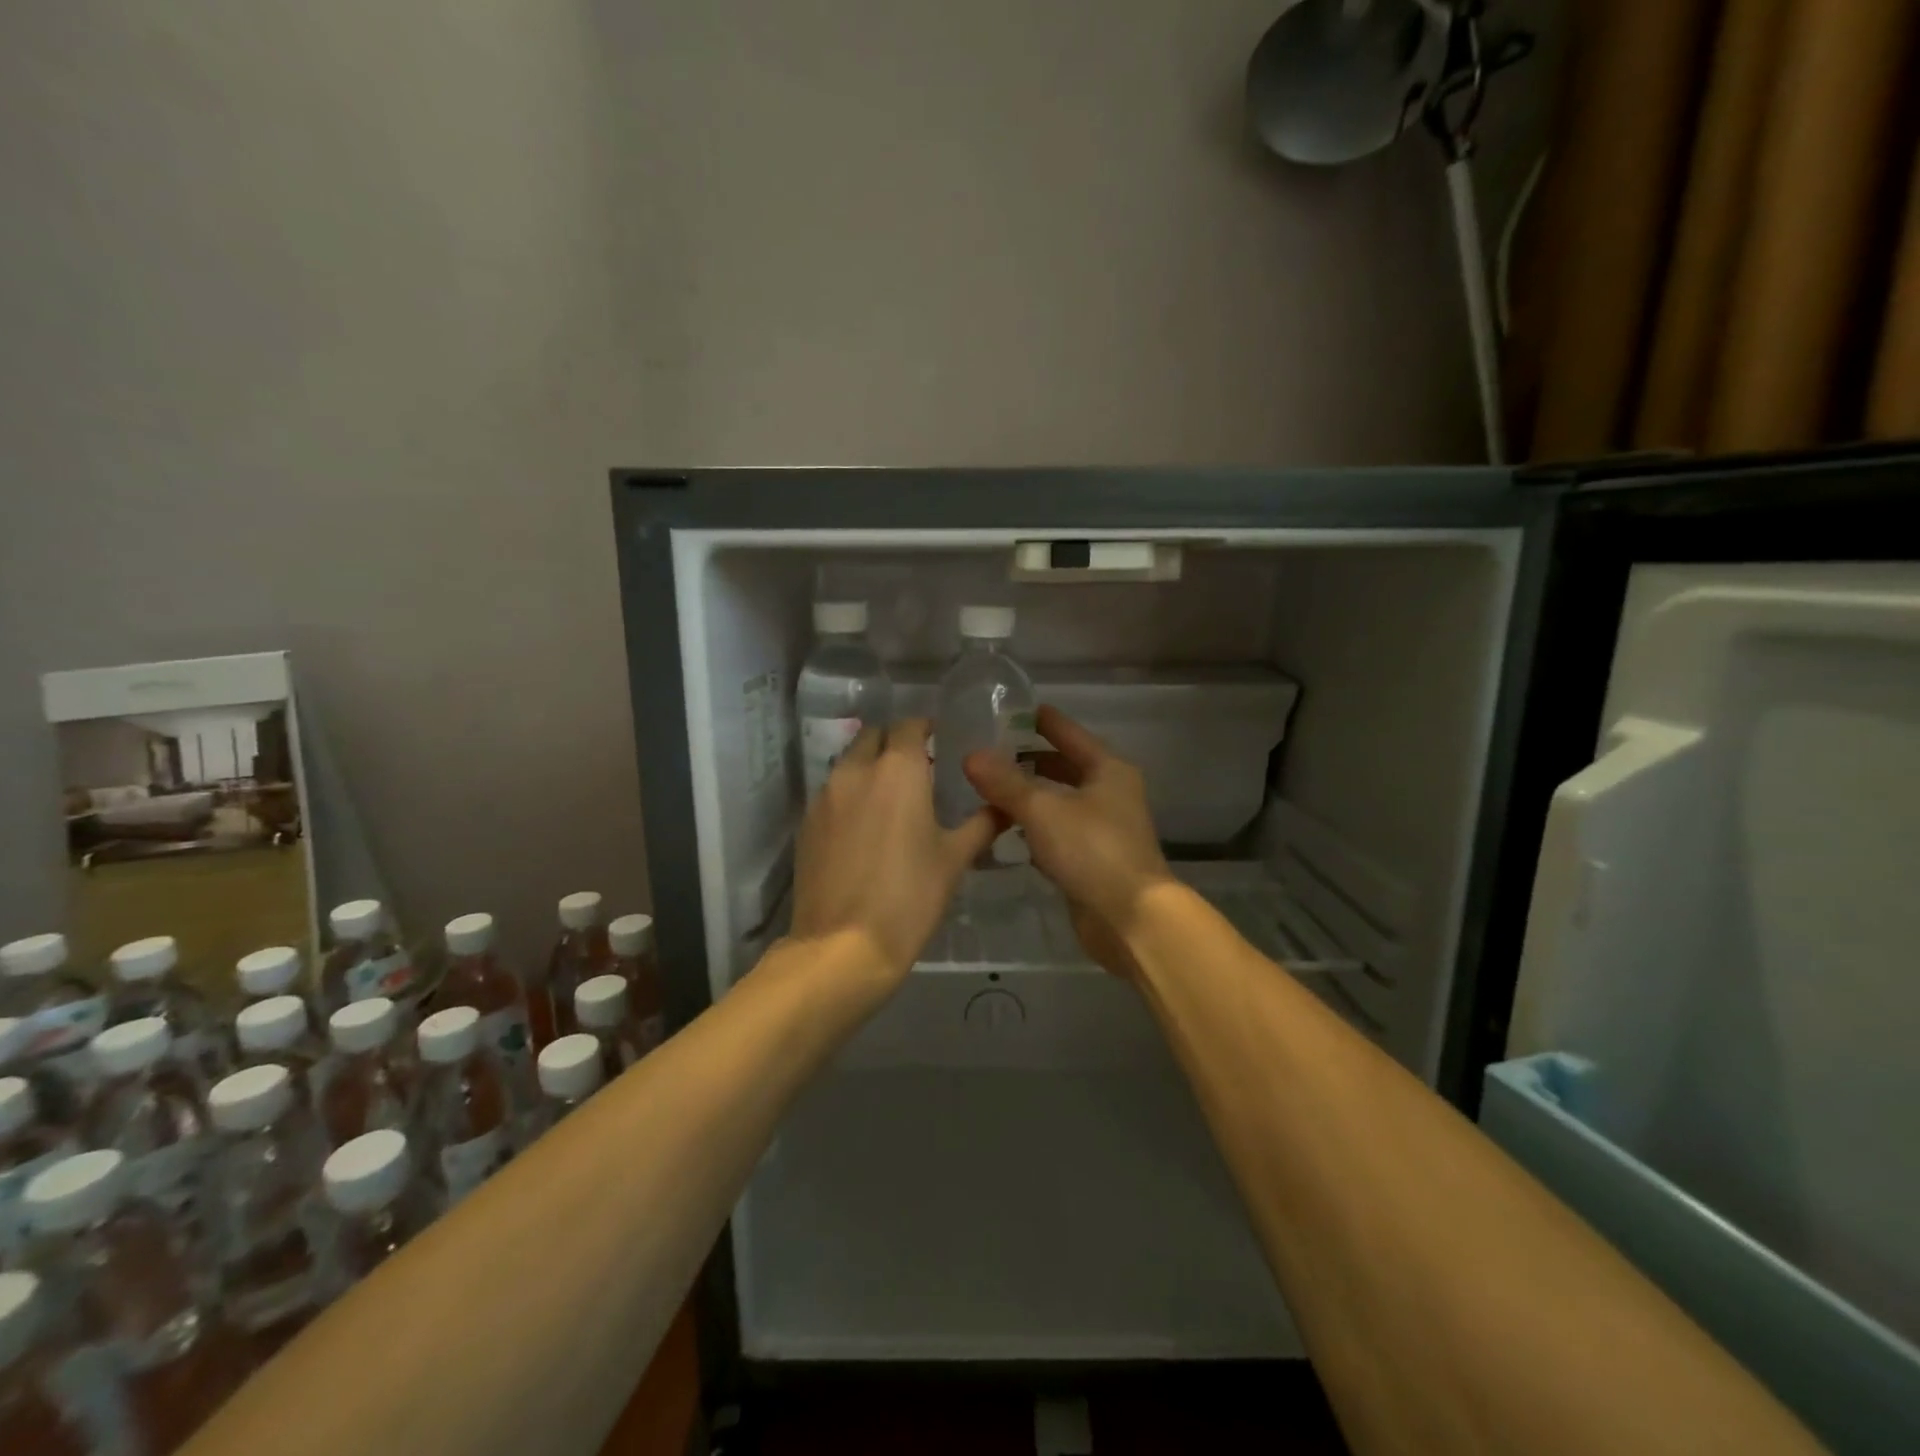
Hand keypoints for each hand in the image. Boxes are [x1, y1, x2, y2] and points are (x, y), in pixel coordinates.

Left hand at [790, 719, 998, 982]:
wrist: (842, 946)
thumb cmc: (909, 897)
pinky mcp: (807, 823)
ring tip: (891, 798)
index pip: (909, 725)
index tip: (940, 741)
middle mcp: (856, 770)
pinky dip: (850, 795)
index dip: (925, 728)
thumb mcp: (954, 860)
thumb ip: (981, 824)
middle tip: (917, 768)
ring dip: (870, 767)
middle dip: (894, 742)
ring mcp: (825, 796)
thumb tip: (1003, 806)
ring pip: (849, 763)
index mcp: (898, 769)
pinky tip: (864, 828)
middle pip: (873, 736)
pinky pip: (832, 793)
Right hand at [963, 706, 1173, 974]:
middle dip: (1028, 760)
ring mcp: (1103, 827)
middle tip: (987, 752)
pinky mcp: (1092, 859)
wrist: (1130, 917)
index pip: (1068, 732)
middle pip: (1064, 767)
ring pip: (1058, 801)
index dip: (1040, 720)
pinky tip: (1003, 829)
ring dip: (1028, 795)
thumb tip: (971, 755)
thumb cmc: (1091, 850)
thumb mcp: (1042, 809)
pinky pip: (1056, 832)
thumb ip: (1005, 782)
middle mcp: (1109, 792)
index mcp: (1108, 769)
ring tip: (986, 787)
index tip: (1009, 709)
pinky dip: (1033, 827)